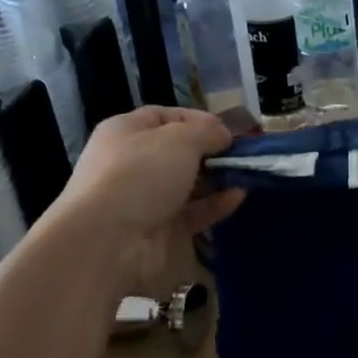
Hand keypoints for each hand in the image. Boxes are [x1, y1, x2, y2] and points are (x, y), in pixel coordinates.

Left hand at [49, 107, 244, 294]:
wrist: (110, 241)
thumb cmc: (141, 174)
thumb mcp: (179, 139)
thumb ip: (206, 132)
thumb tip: (222, 135)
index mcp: (125, 132)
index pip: (164, 117)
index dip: (196, 119)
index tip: (226, 129)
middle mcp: (133, 164)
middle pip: (177, 152)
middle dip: (210, 151)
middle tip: (242, 153)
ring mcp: (146, 199)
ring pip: (188, 184)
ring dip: (217, 178)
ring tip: (247, 173)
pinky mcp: (161, 231)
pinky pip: (193, 212)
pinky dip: (215, 204)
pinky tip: (238, 196)